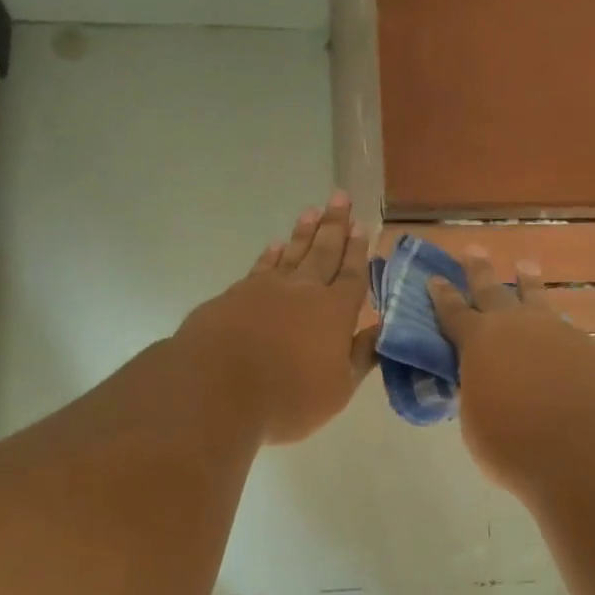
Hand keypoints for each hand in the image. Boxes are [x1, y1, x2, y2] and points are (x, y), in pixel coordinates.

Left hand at [180, 193, 380, 445]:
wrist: (216, 389)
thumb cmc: (288, 397)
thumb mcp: (337, 390)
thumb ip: (359, 357)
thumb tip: (378, 330)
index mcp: (335, 312)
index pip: (352, 274)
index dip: (358, 251)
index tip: (362, 226)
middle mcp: (303, 291)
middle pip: (323, 252)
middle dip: (335, 225)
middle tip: (340, 197)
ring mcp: (266, 289)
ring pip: (292, 253)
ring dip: (304, 232)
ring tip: (313, 211)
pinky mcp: (235, 295)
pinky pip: (260, 267)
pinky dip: (271, 255)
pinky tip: (275, 247)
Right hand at [429, 251, 594, 493]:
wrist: (582, 448)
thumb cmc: (512, 442)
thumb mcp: (476, 419)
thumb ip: (478, 391)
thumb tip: (486, 384)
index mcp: (478, 342)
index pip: (453, 312)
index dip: (442, 296)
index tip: (435, 278)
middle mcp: (516, 326)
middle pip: (492, 291)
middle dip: (479, 270)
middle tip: (474, 250)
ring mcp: (556, 332)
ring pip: (537, 299)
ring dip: (527, 283)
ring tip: (525, 266)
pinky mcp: (589, 348)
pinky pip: (566, 332)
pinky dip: (556, 331)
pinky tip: (559, 338)